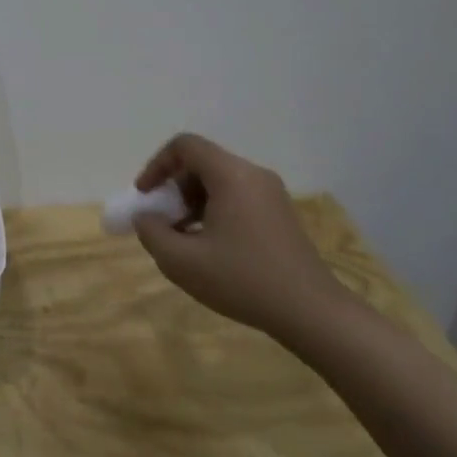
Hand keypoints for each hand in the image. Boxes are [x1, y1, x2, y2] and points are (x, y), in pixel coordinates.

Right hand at [131, 133, 354, 341]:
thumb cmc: (242, 280)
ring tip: (183, 238)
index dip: (157, 165)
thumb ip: (152, 233)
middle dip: (174, 187)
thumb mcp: (182, 262)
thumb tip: (146, 217)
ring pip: (220, 181)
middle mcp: (254, 175)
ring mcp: (272, 194)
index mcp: (231, 175)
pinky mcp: (280, 213)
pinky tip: (210, 247)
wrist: (310, 311)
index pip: (186, 145)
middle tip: (163, 221)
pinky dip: (214, 210)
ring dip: (193, 201)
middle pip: (203, 162)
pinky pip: (238, 197)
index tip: (145, 196)